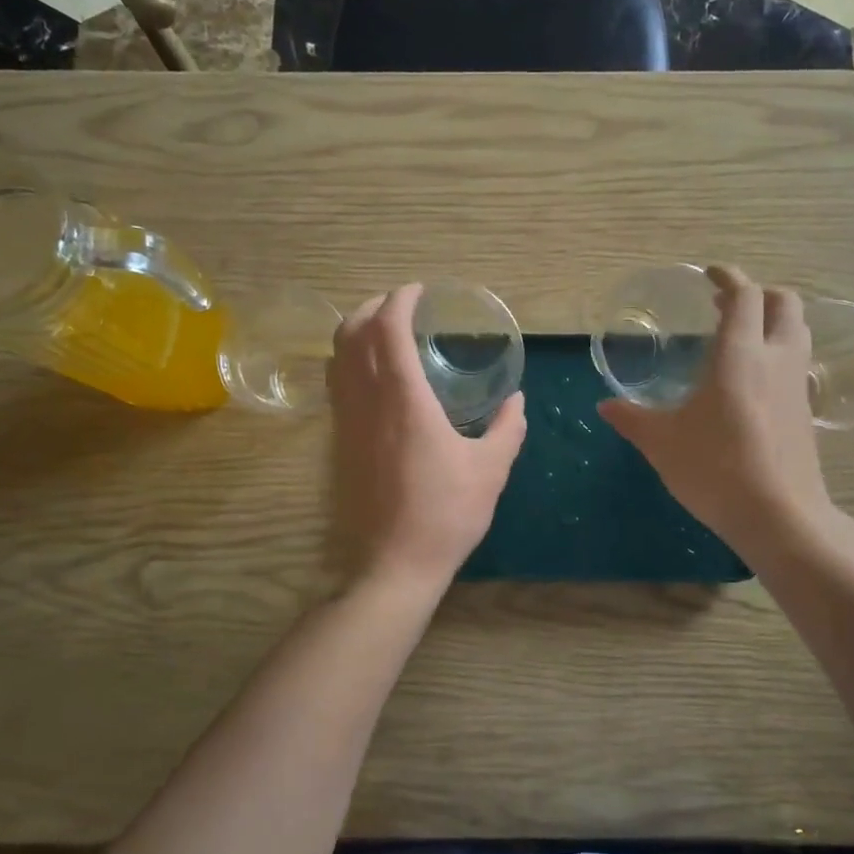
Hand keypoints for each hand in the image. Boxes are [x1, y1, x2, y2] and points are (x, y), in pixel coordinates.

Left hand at [328, 284, 526, 593]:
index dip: (400, 300)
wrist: (396, 562)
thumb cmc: (447, 513)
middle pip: (353, 334)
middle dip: (373, 307)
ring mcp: (349, 421)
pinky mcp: (341, 441)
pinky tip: (372, 372)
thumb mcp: (491, 469)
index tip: (419, 291)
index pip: (388, 329)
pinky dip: (348, 360)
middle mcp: (369, 401)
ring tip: (383, 328)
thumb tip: (517, 401)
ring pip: (337, 357)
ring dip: (356, 331)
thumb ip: (507, 428)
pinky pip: (336, 383)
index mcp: (405, 400)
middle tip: (401, 303)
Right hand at [599, 266, 853, 560]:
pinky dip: (779, 353)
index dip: (729, 278)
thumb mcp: (663, 443)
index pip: (745, 296)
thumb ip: (633, 419)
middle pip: (784, 303)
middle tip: (727, 304)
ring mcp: (798, 386)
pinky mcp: (806, 412)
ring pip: (797, 332)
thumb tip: (605, 405)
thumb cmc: (715, 469)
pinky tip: (754, 379)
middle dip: (759, 293)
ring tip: (742, 334)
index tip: (710, 274)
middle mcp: (776, 360)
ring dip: (774, 321)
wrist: (779, 516)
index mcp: (740, 355)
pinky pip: (797, 364)